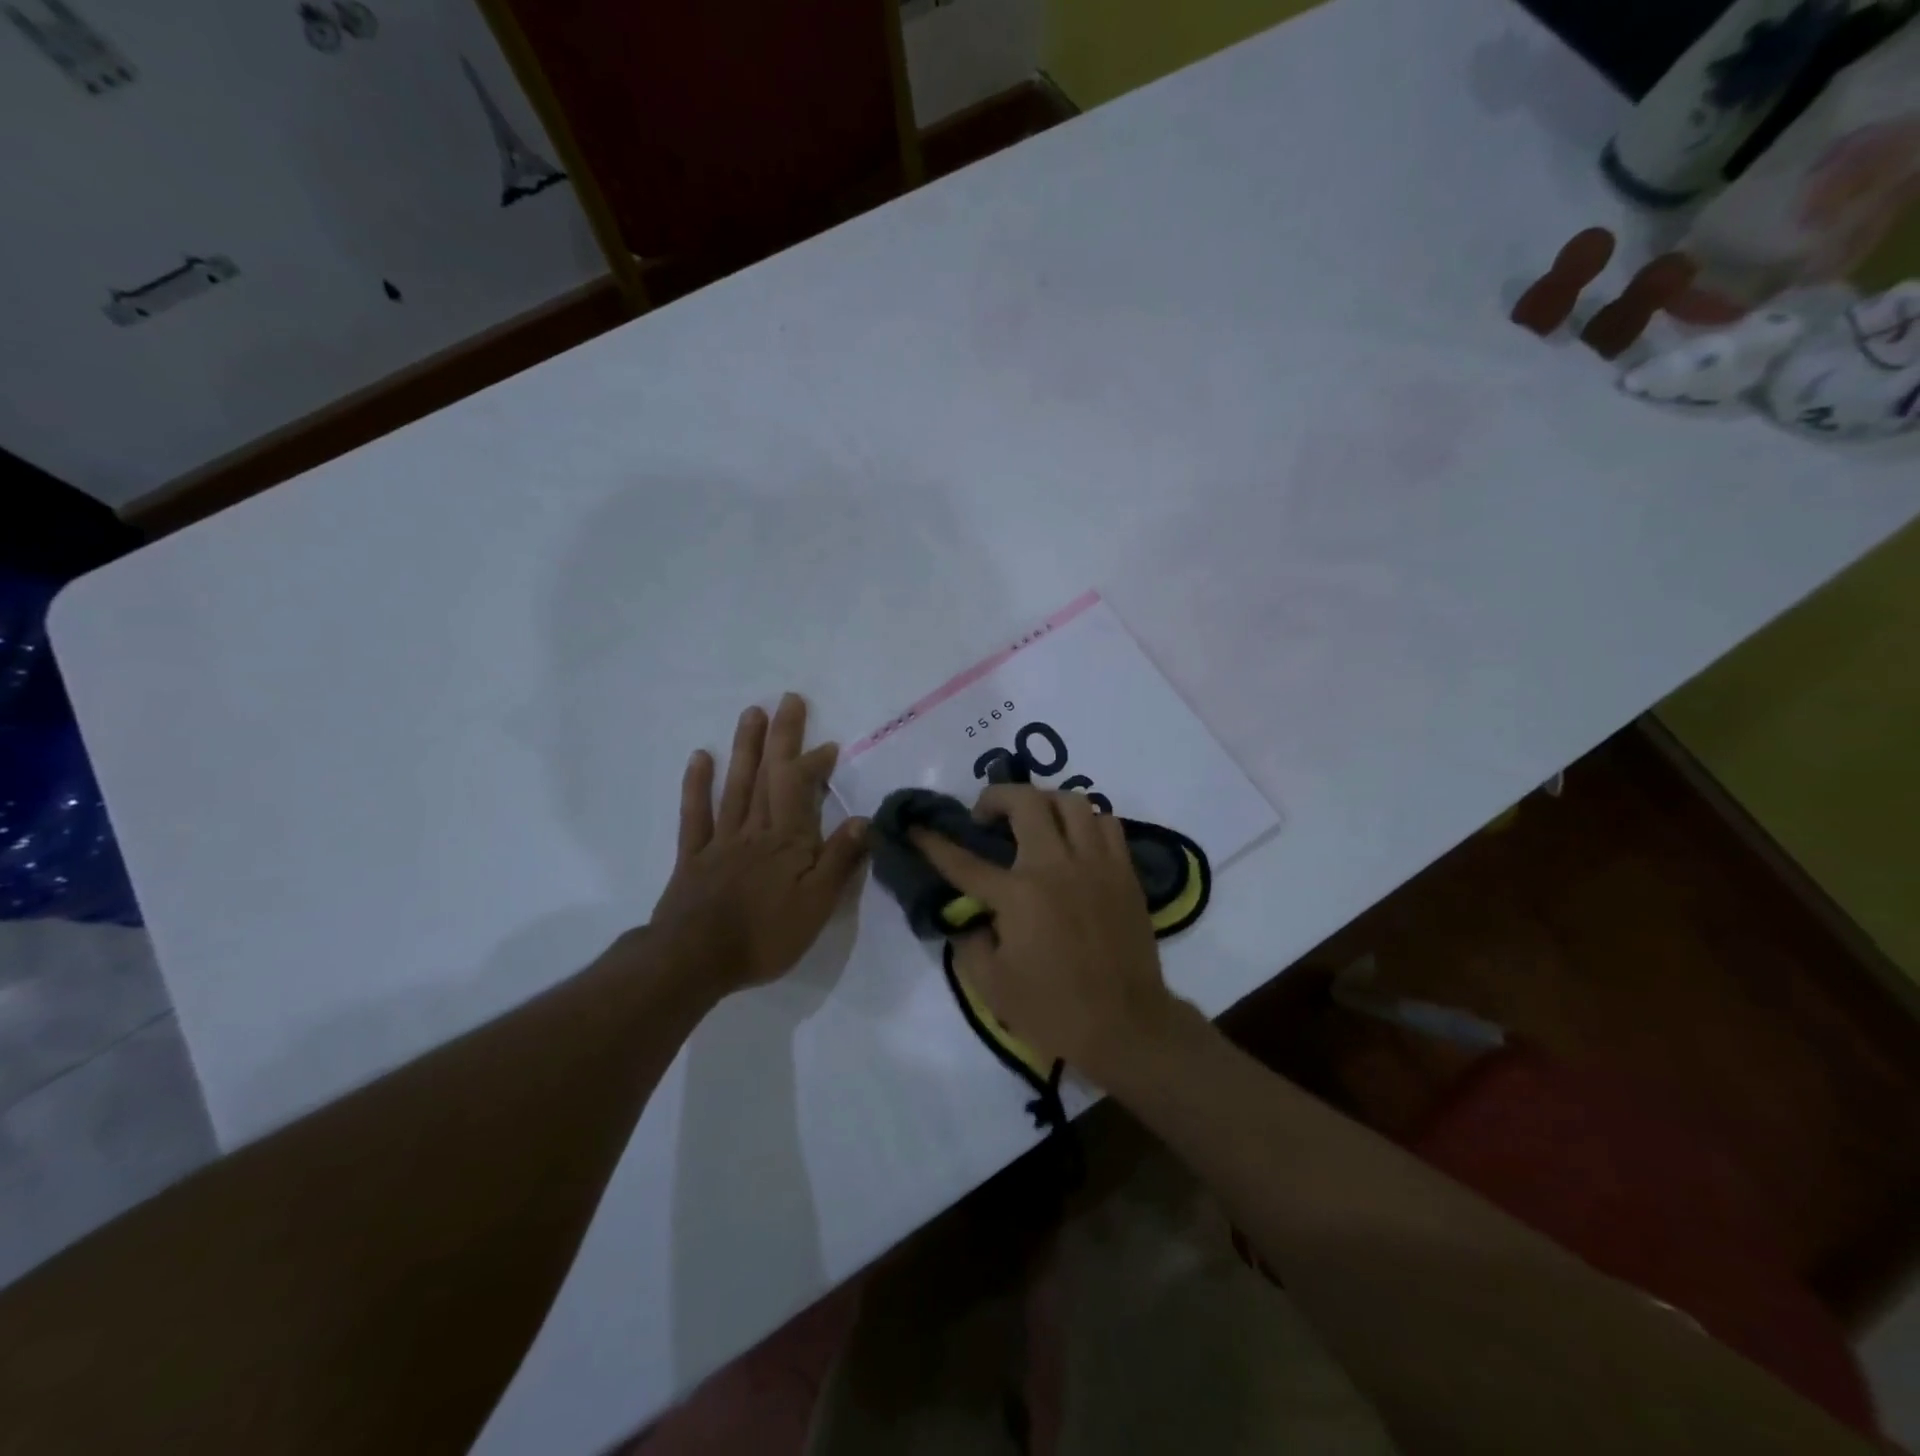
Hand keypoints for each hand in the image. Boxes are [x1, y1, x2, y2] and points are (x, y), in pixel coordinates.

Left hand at [647, 694, 868, 993]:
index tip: (829, 745)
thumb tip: (865, 819)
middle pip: (769, 776)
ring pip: (735, 785)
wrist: (695, 961)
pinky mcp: (693, 856)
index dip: (814, 763)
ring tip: (752, 713)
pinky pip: (695, 814)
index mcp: (787, 841)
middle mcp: (755, 830)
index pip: (801, 789)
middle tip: (788, 700)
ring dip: (746, 748)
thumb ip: (839, 860)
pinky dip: (697, 784)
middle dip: (781, 737)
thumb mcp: (817, 905)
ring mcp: (720, 840)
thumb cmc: (764, 936)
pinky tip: (701, 757)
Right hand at [911, 786, 1176, 1086]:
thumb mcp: (991, 986)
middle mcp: (1057, 867)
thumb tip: (966, 913)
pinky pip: (1107, 824)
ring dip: (1044, 802)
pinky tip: (1074, 841)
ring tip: (1033, 821)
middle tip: (985, 816)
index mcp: (1019, 896)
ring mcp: (1096, 864)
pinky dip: (1086, 821)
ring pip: (1071, 801)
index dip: (934, 843)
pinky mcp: (1125, 872)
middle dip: (995, 797)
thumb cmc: (1053, 1011)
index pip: (964, 861)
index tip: (917, 828)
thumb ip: (968, 941)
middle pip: (1025, 802)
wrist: (1126, 1027)